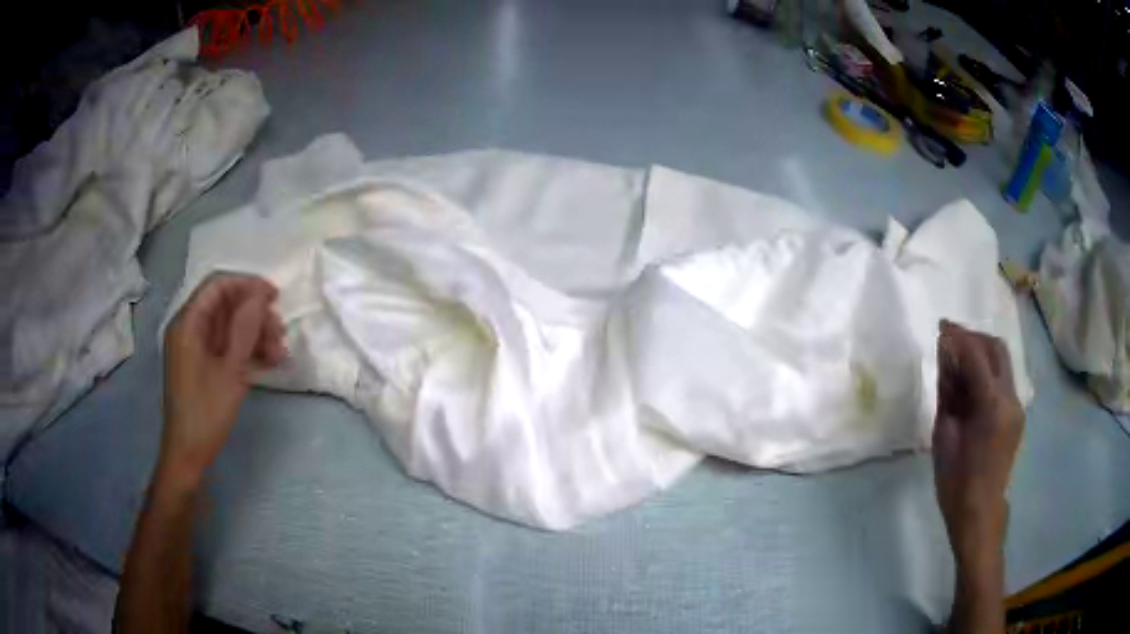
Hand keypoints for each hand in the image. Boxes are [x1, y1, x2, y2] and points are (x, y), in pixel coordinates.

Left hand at [160, 274, 286, 488]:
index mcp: (188, 323)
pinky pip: (227, 345)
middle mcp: (189, 328)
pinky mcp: (203, 364)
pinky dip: (247, 350)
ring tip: (279, 354)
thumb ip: (245, 329)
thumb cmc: (206, 412)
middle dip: (255, 315)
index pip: (218, 285)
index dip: (247, 285)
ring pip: (229, 326)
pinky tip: (269, 362)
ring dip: (256, 334)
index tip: (275, 297)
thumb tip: (260, 296)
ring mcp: (195, 347)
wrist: (189, 454)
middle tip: (280, 334)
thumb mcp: (230, 371)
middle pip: (225, 305)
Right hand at [933, 320, 1024, 569]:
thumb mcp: (944, 435)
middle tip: (951, 340)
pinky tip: (970, 385)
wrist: (979, 511)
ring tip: (958, 361)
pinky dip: (986, 372)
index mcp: (992, 405)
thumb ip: (948, 391)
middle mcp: (1010, 398)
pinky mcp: (1016, 414)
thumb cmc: (955, 480)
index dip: (958, 336)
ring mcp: (1017, 405)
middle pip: (996, 348)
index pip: (976, 354)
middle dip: (973, 337)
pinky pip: (1003, 380)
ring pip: (1002, 361)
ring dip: (981, 353)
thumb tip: (945, 356)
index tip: (941, 326)